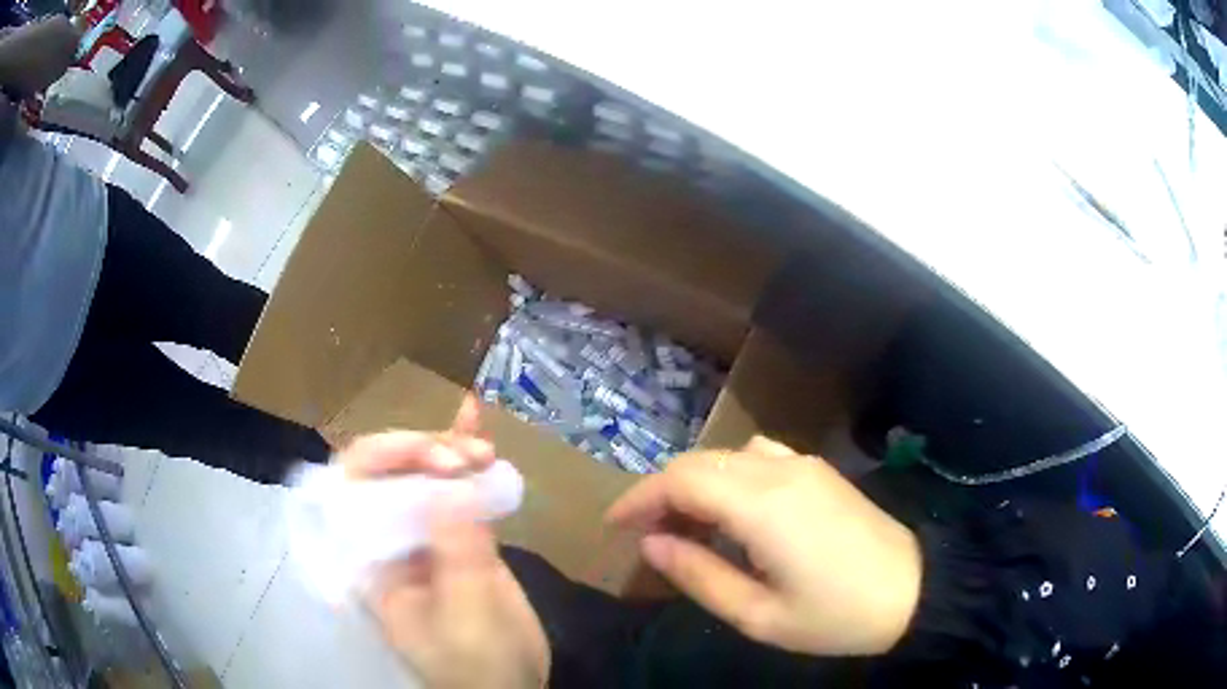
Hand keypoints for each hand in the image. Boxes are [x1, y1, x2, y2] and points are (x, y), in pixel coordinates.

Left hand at [337, 397, 549, 688]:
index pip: (353, 489)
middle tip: (467, 454)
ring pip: (423, 474)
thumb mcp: (469, 614)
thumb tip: (452, 484)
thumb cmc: (478, 665)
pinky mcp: (459, 539)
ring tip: (482, 445)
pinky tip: (476, 421)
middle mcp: (387, 540)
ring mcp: (424, 537)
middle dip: (423, 450)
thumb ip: (458, 551)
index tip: (439, 459)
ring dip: (450, 446)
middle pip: (387, 472)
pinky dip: (467, 458)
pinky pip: (457, 491)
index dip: (388, 459)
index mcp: (370, 561)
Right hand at [606, 436, 921, 655]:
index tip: (614, 526)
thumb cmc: (835, 616)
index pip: (681, 480)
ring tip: (685, 527)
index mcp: (762, 505)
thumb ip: (698, 576)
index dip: (639, 498)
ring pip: (726, 456)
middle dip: (661, 492)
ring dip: (694, 483)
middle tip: (645, 535)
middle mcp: (779, 470)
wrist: (913, 591)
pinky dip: (727, 476)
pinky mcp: (817, 470)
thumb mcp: (758, 616)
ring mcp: (803, 464)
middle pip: (699, 462)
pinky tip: (733, 512)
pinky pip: (757, 456)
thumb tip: (651, 543)